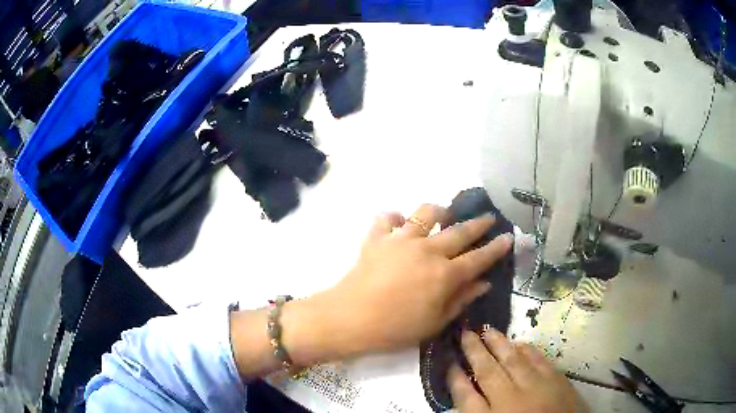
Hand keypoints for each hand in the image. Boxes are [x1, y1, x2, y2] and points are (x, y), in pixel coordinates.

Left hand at [321, 204, 512, 355]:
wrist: (350, 319)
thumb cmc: (395, 329)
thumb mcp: (435, 322)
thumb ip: (461, 300)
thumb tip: (483, 283)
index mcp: (444, 274)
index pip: (478, 258)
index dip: (495, 248)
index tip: (508, 236)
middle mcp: (427, 250)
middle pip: (459, 231)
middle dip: (478, 224)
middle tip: (488, 218)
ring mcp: (401, 240)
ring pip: (425, 213)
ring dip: (439, 211)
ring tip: (443, 214)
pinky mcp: (377, 237)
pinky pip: (387, 217)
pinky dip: (395, 217)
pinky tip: (399, 224)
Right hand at [448, 330, 584, 412]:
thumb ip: (477, 412)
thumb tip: (467, 389)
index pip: (466, 396)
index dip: (455, 378)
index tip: (448, 361)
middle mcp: (512, 400)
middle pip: (489, 372)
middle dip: (474, 351)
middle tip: (465, 332)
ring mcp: (538, 389)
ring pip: (514, 361)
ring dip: (500, 345)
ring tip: (488, 330)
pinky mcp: (558, 382)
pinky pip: (540, 361)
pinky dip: (528, 350)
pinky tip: (520, 344)